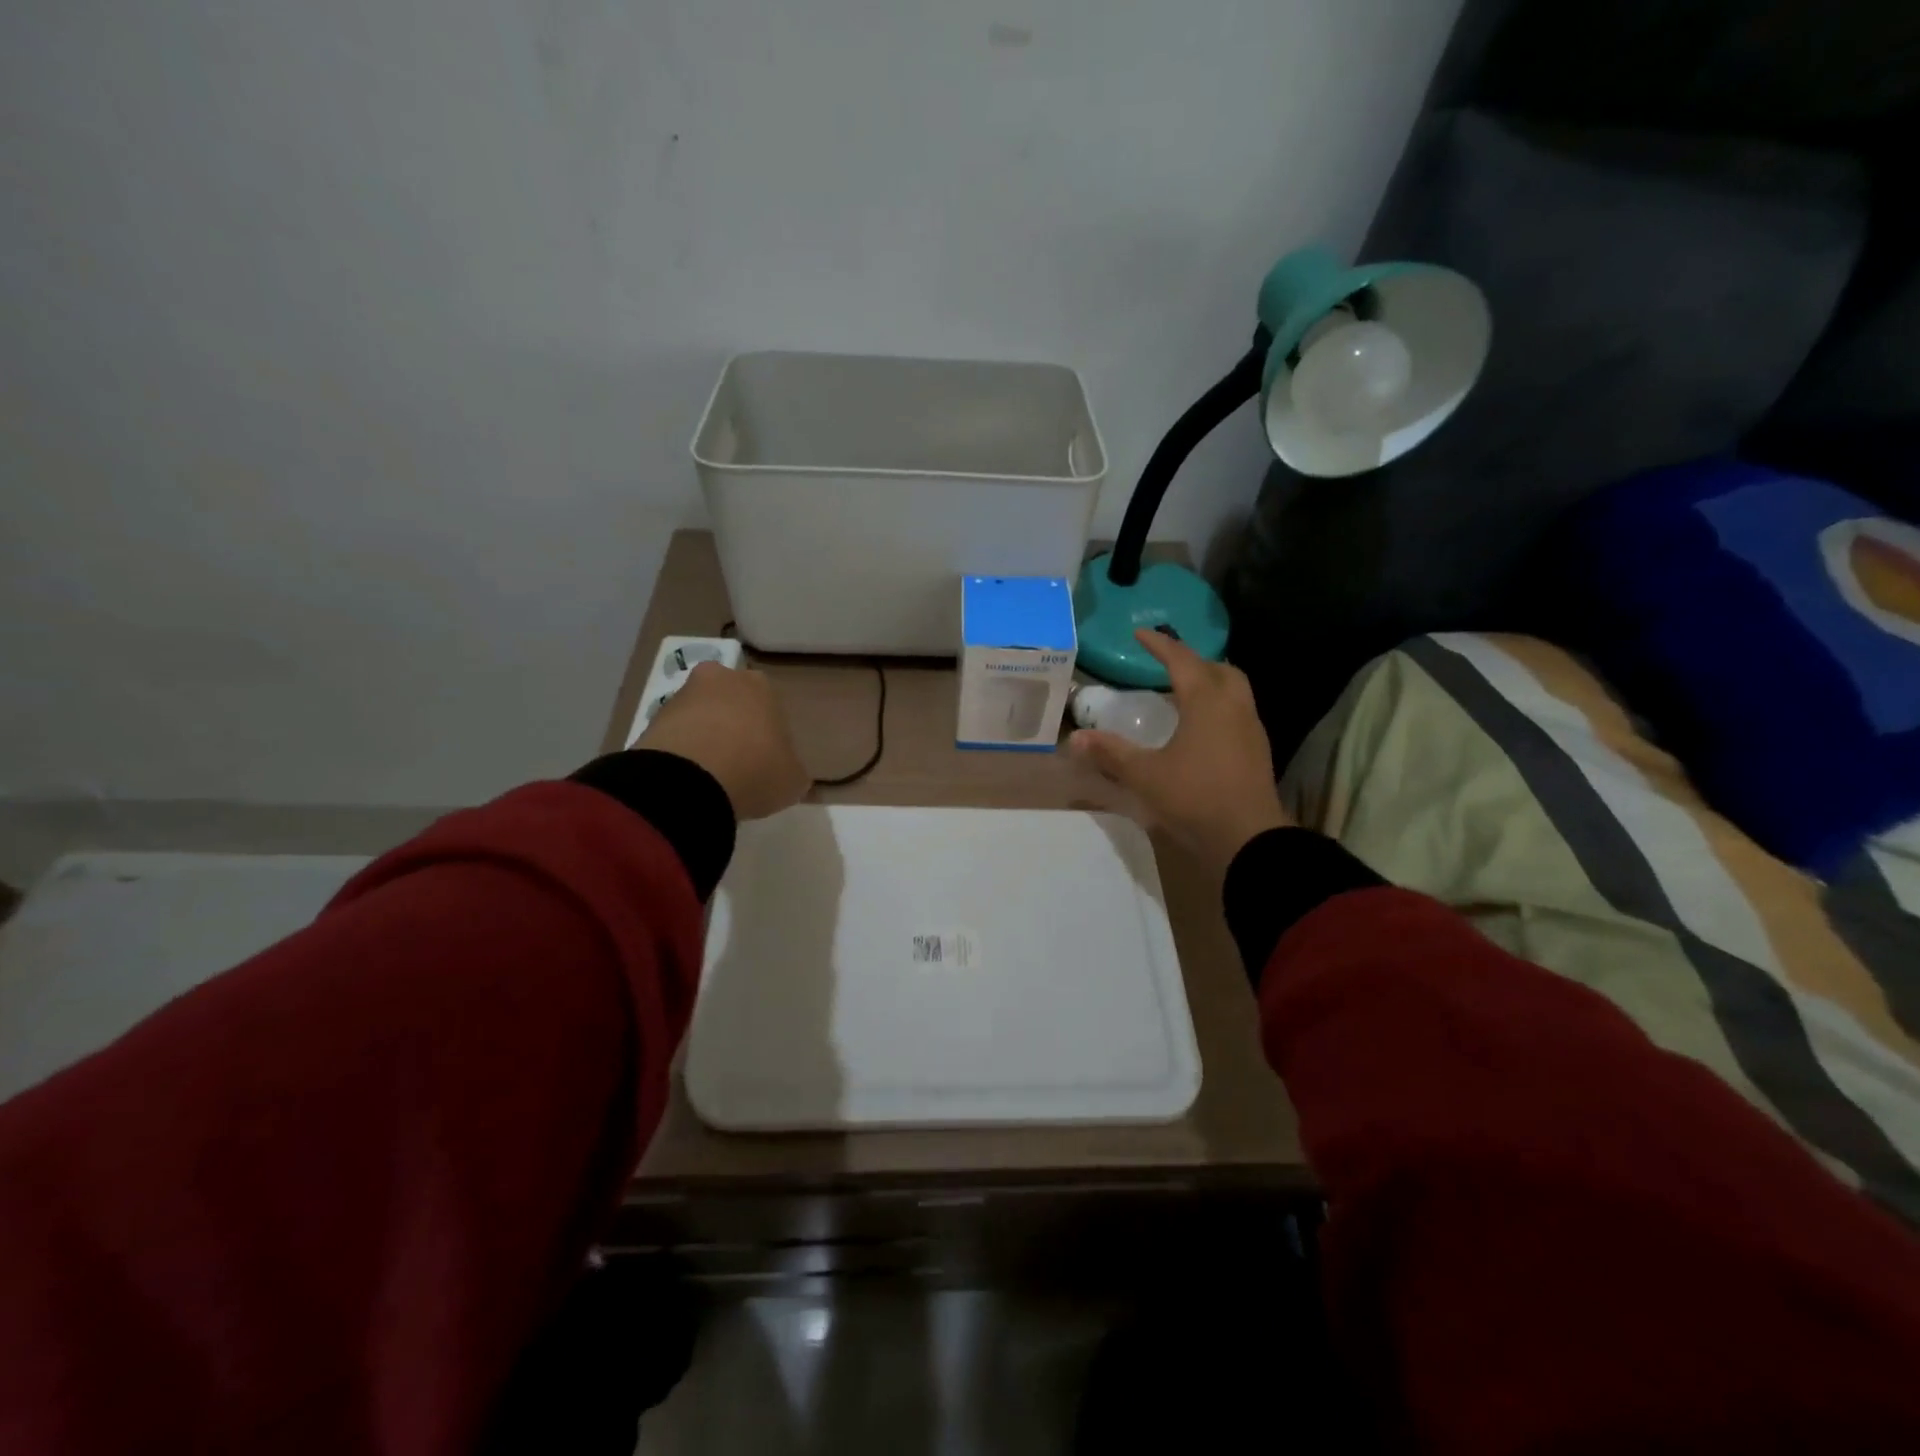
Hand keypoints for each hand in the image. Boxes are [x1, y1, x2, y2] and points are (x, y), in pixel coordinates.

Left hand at [638, 662, 809, 820]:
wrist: (689, 780)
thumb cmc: (755, 769)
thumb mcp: (792, 780)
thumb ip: (793, 772)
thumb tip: (790, 774)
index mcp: (761, 686)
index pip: (770, 707)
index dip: (769, 735)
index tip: (767, 761)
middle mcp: (721, 679)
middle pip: (731, 702)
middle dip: (733, 725)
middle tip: (737, 762)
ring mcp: (682, 695)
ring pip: (700, 715)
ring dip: (704, 737)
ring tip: (709, 775)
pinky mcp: (652, 717)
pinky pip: (676, 734)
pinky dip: (681, 751)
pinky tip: (687, 778)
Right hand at [1069, 630, 1291, 873]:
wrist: (1249, 840)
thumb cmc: (1195, 797)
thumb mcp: (1145, 775)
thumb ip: (1110, 753)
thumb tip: (1074, 738)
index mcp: (1207, 701)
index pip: (1181, 660)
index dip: (1159, 644)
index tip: (1139, 633)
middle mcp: (1234, 706)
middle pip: (1217, 669)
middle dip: (1192, 662)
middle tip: (1167, 666)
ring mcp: (1251, 728)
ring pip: (1233, 690)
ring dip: (1209, 684)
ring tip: (1182, 695)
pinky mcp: (1257, 751)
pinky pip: (1237, 713)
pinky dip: (1217, 707)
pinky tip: (1200, 729)